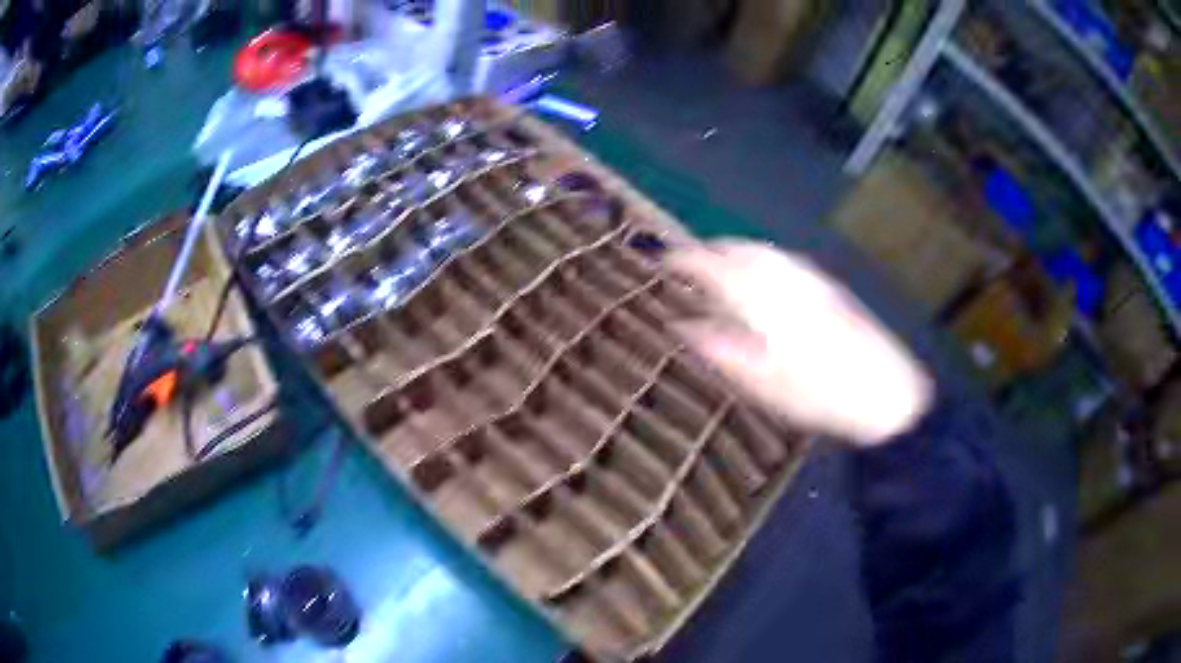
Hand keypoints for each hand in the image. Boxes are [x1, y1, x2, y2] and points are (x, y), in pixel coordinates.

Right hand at [667, 240, 932, 445]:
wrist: (884, 391)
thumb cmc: (817, 394)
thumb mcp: (762, 382)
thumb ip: (720, 350)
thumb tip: (683, 327)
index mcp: (763, 300)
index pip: (713, 266)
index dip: (685, 259)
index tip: (663, 261)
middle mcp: (785, 276)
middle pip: (739, 249)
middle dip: (710, 250)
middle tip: (688, 263)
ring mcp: (809, 277)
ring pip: (762, 251)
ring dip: (735, 251)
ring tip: (719, 265)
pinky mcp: (827, 284)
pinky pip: (782, 259)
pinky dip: (760, 259)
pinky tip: (762, 276)